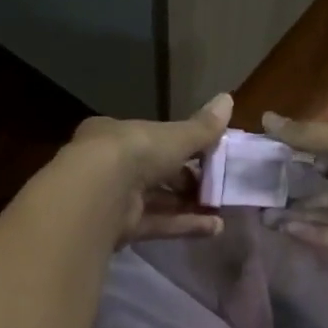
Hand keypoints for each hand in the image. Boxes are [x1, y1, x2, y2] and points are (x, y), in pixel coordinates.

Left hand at [62, 94, 233, 244]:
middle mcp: (111, 165)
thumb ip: (202, 127)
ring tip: (221, 210)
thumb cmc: (135, 152)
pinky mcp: (121, 228)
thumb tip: (228, 99)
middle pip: (155, 172)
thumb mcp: (175, 136)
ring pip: (157, 201)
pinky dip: (184, 225)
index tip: (208, 155)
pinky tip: (214, 228)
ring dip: (189, 205)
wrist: (99, 193)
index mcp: (116, 135)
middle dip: (187, 180)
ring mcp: (114, 199)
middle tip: (217, 185)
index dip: (180, 146)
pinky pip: (157, 224)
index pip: (151, 138)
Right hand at [258, 113, 327, 252]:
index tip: (266, 163)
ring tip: (264, 217)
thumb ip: (307, 135)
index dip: (298, 158)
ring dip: (299, 215)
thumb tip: (264, 119)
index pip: (326, 153)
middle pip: (324, 188)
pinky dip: (316, 234)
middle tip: (258, 198)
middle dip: (294, 193)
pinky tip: (288, 231)